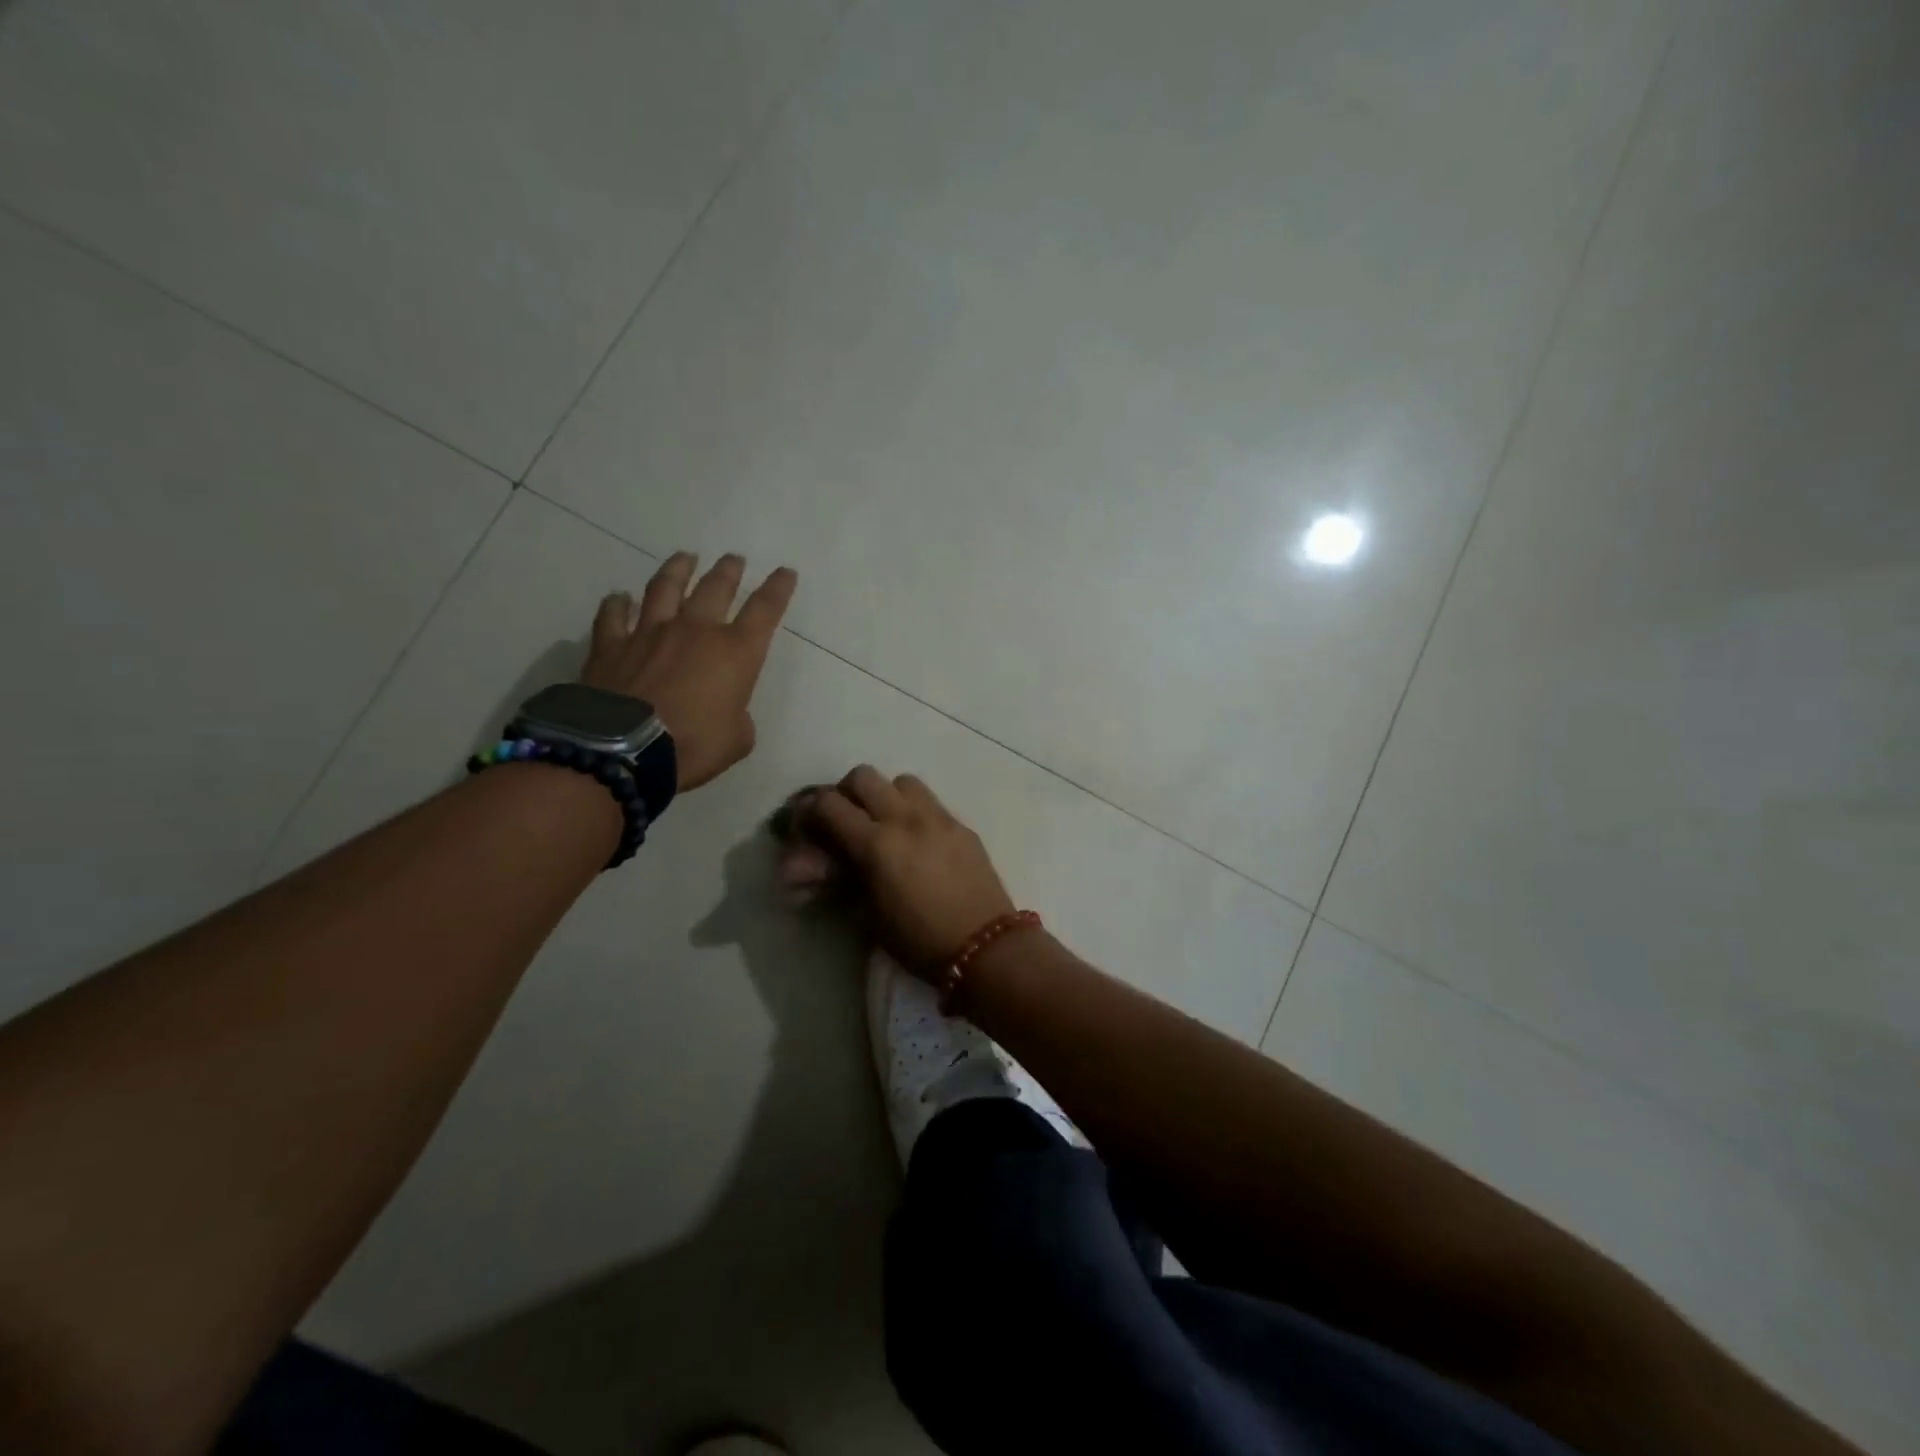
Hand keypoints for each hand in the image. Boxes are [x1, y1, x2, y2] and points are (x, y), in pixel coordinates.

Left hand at [581, 552, 796, 791]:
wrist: (625, 750)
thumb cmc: (694, 745)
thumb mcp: (737, 739)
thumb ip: (738, 717)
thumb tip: (726, 710)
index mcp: (735, 652)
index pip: (764, 610)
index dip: (778, 589)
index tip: (785, 572)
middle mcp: (695, 630)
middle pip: (716, 588)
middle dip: (729, 570)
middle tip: (735, 559)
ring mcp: (650, 633)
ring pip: (666, 588)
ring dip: (678, 569)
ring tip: (685, 557)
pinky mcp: (611, 645)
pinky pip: (613, 615)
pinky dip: (617, 604)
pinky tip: (619, 597)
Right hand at [807, 767, 1016, 971]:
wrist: (985, 947)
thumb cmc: (919, 941)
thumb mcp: (868, 914)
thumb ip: (837, 879)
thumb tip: (800, 867)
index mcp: (876, 843)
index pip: (829, 804)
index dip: (810, 811)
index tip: (807, 826)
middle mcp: (905, 818)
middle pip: (863, 776)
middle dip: (846, 793)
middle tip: (844, 821)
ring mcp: (938, 817)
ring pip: (900, 781)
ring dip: (884, 795)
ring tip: (884, 825)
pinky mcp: (961, 825)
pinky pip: (930, 801)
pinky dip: (913, 809)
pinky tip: (916, 839)